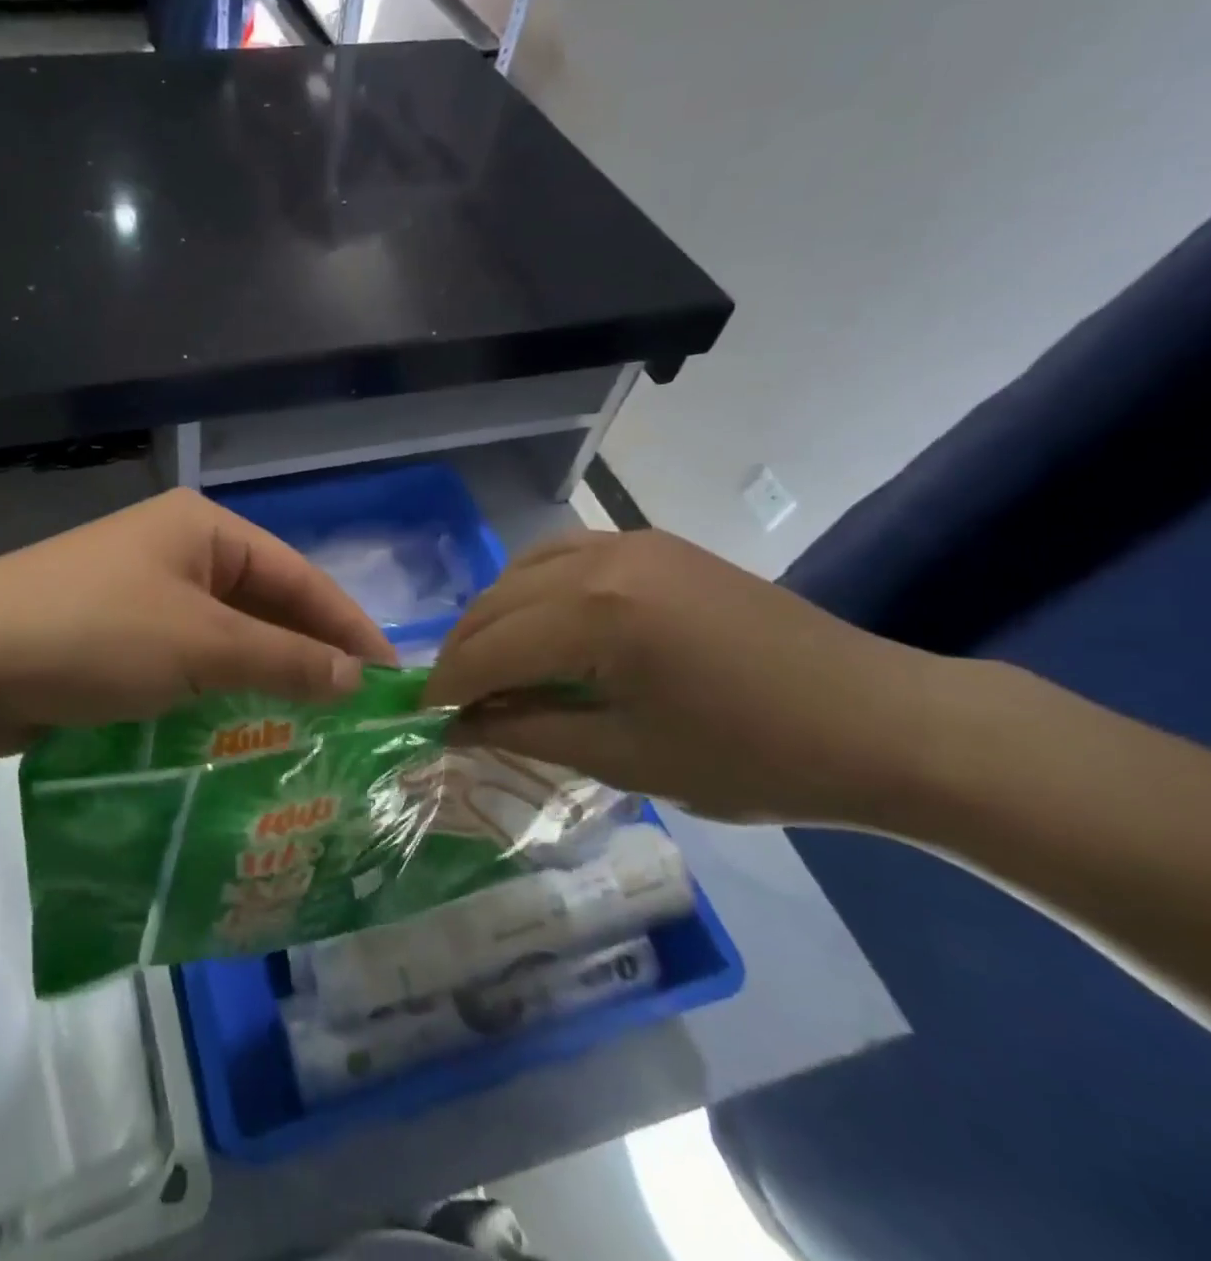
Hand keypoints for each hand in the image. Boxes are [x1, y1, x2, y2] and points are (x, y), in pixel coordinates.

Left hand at [0, 489, 396, 753]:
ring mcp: (141, 592)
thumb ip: (285, 660)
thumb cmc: (92, 636)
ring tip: (312, 729)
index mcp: (203, 528)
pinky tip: (242, 729)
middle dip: (307, 656)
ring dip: (263, 678)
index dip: (349, 627)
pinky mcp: (113, 635)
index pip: (299, 576)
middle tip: (354, 715)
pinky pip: (186, 660)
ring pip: (225, 637)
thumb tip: (356, 678)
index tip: (391, 680)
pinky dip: (217, 691)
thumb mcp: (200, 646)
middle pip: (264, 604)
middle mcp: (176, 550)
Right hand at [422, 529, 942, 824]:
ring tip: (488, 666)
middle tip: (451, 701)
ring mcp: (627, 542)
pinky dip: (531, 589)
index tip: (422, 717)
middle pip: (495, 604)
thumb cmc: (751, 757)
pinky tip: (536, 624)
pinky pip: (561, 555)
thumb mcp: (624, 756)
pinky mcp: (652, 543)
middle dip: (463, 654)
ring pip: (521, 572)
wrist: (879, 720)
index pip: (488, 650)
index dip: (448, 687)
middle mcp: (599, 560)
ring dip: (492, 618)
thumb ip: (527, 732)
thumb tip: (459, 726)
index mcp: (595, 616)